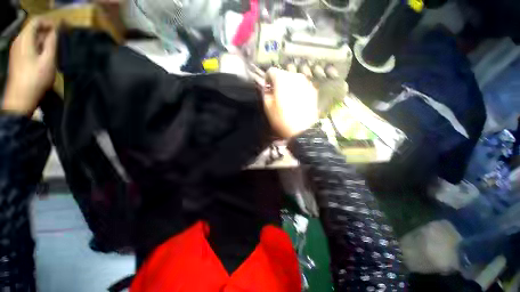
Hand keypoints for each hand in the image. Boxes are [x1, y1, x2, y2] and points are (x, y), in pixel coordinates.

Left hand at [3, 18, 56, 115]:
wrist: (21, 97)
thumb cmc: (36, 78)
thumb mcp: (48, 60)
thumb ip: (52, 43)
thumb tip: (55, 31)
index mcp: (25, 39)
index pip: (36, 21)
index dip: (48, 23)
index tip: (59, 30)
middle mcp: (19, 41)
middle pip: (33, 29)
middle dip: (46, 32)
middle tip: (58, 41)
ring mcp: (17, 50)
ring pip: (32, 38)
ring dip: (43, 41)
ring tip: (53, 50)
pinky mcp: (18, 58)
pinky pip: (29, 46)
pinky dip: (38, 47)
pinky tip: (44, 56)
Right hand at [262, 68, 317, 137]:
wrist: (302, 130)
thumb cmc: (282, 119)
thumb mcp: (268, 107)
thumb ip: (265, 92)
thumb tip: (267, 87)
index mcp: (282, 79)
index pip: (271, 71)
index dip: (267, 80)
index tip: (267, 89)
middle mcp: (295, 76)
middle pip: (282, 74)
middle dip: (277, 82)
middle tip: (276, 95)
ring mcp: (306, 82)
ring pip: (293, 79)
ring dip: (287, 86)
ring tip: (287, 99)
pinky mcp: (312, 89)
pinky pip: (301, 85)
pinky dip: (297, 89)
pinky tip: (296, 101)